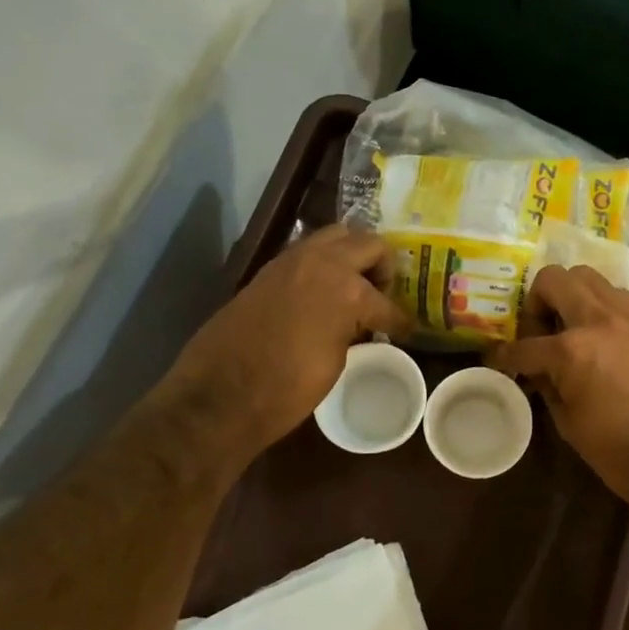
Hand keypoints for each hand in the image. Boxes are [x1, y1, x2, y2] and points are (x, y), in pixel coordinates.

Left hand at [154, 226, 410, 461]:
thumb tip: (359, 324)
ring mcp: (292, 261)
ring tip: (354, 286)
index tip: (407, 330)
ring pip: (336, 236)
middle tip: (382, 294)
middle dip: (382, 267)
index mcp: (349, 290)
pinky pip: (307, 252)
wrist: (221, 393)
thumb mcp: (336, 362)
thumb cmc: (288, 389)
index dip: (400, 320)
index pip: (387, 302)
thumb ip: (353, 329)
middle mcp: (324, 263)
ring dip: (351, 255)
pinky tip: (324, 292)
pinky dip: (322, 263)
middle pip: (368, 244)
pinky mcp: (269, 269)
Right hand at [490, 265, 628, 524]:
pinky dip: (600, 306)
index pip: (524, 345)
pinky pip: (617, 296)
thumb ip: (546, 384)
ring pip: (588, 277)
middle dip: (537, 302)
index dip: (504, 356)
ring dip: (571, 296)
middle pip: (554, 279)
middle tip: (540, 331)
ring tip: (571, 329)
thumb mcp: (567, 421)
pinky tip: (601, 336)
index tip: (499, 361)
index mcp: (572, 350)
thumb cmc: (618, 450)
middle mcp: (599, 319)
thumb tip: (535, 369)